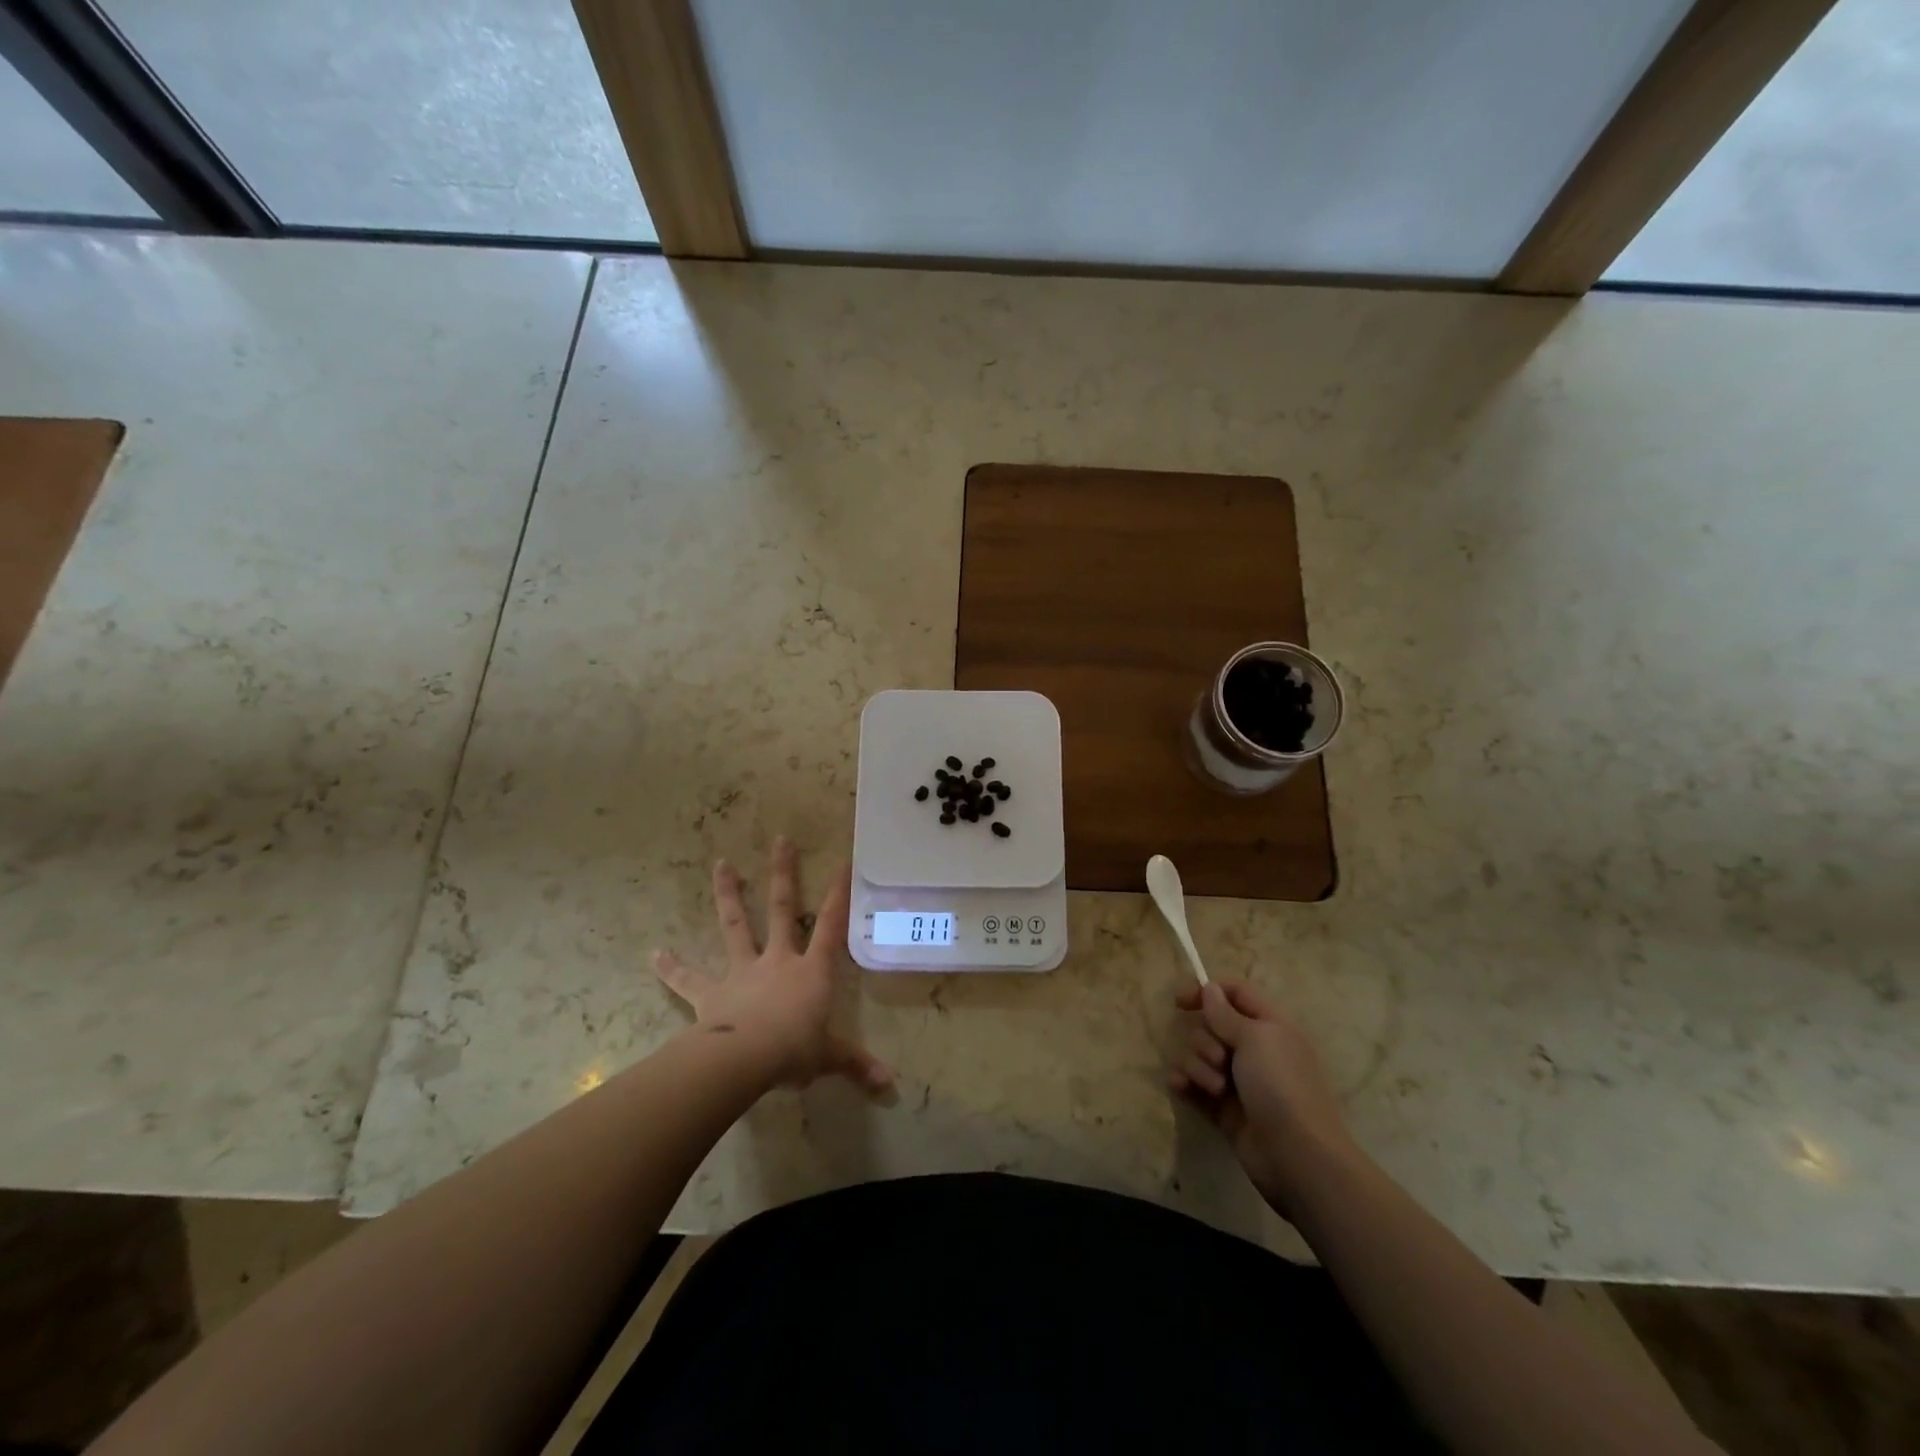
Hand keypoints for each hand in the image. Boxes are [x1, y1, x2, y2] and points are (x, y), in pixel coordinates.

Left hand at [654, 837, 892, 1092]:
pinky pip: (689, 979)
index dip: (839, 895)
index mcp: (811, 970)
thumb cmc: (795, 1051)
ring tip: (722, 864)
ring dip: (728, 894)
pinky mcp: (711, 993)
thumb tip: (890, 1085)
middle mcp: (778, 960)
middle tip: (780, 840)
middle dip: (783, 874)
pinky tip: (654, 955)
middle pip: (783, 909)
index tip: (843, 862)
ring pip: (736, 926)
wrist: (745, 1059)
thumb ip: (857, 1065)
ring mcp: (742, 972)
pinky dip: (672, 968)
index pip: (831, 925)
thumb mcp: (830, 1057)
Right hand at [1169, 979, 1359, 1215]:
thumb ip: (1225, 1013)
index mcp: (1268, 1026)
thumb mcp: (1255, 1039)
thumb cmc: (1280, 1086)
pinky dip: (1185, 1083)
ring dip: (1198, 1066)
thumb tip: (1210, 988)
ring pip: (1199, 1056)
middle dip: (1205, 1040)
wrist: (1296, 1155)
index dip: (1208, 991)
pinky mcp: (1223, 1108)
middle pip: (1211, 1026)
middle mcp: (1253, 1049)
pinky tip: (1180, 1088)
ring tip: (1215, 1088)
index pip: (1236, 993)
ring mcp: (1237, 1080)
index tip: (1180, 1002)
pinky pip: (1193, 1084)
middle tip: (1219, 1059)